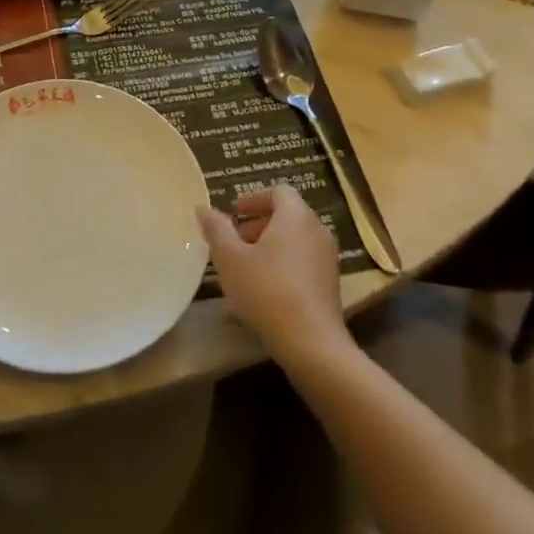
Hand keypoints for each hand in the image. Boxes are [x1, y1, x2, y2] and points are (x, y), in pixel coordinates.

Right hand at [197, 185, 346, 364]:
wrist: (312, 343)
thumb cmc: (267, 290)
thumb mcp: (230, 258)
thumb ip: (216, 228)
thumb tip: (203, 207)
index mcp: (295, 216)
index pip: (278, 191)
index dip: (253, 198)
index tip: (233, 212)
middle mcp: (317, 230)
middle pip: (287, 215)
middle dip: (258, 223)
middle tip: (233, 240)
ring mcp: (327, 258)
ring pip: (295, 240)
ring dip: (270, 245)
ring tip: (244, 266)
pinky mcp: (331, 283)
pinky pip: (303, 261)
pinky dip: (283, 264)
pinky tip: (263, 290)